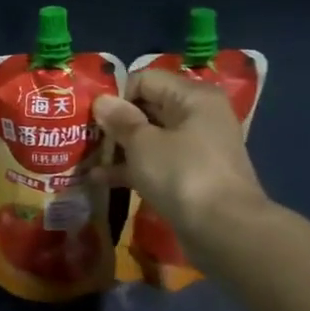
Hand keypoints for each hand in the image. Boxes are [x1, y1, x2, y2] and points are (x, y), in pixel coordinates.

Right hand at [94, 68, 268, 230]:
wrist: (225, 231)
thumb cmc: (183, 175)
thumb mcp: (143, 144)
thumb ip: (120, 120)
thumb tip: (102, 101)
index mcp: (193, 97)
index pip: (145, 79)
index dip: (117, 95)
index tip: (92, 117)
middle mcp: (198, 116)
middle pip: (148, 107)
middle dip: (115, 122)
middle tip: (84, 136)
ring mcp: (196, 148)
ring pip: (150, 138)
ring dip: (120, 147)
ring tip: (86, 156)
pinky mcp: (192, 176)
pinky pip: (156, 163)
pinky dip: (132, 168)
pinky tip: (100, 179)